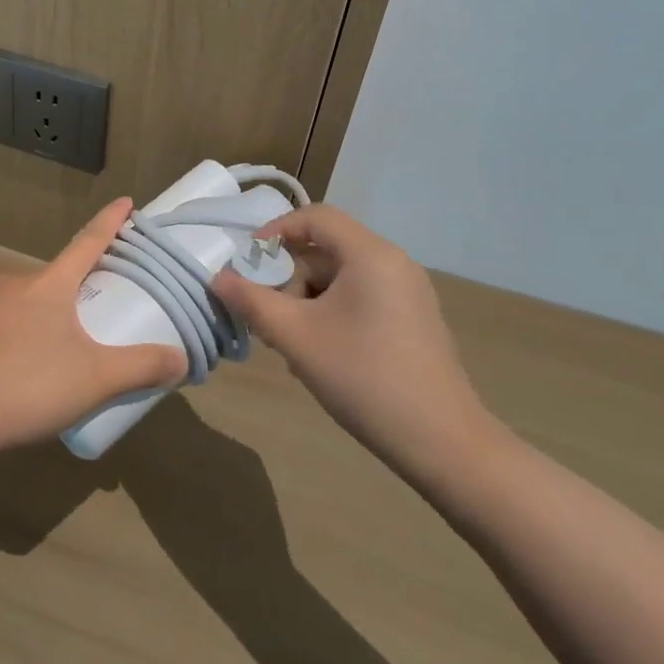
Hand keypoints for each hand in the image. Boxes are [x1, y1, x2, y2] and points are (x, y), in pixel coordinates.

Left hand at [0, 198, 187, 452]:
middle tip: (96, 313)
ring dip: (44, 318)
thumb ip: (141, 367)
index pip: (88, 242)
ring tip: (58, 354)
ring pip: (25, 304)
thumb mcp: (95, 379)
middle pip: (56, 277)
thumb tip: (182, 359)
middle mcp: (15, 284)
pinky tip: (19, 371)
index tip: (125, 200)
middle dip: (77, 289)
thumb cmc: (28, 383)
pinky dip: (16, 339)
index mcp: (50, 284)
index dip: (110, 222)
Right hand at [212, 205, 496, 482]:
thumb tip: (218, 278)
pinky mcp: (413, 321)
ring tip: (292, 345)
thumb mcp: (297, 337)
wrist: (445, 446)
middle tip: (268, 317)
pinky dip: (332, 314)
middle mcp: (394, 263)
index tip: (249, 263)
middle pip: (326, 249)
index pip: (315, 216)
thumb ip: (252, 302)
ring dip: (307, 302)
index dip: (275, 231)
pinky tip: (322, 355)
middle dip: (289, 278)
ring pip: (341, 278)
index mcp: (371, 255)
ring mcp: (408, 293)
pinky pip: (360, 299)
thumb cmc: (365, 379)